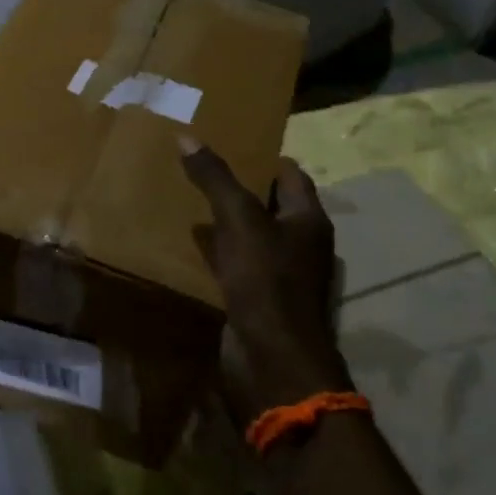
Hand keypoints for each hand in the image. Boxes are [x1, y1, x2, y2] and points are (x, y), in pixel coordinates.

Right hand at [180, 136, 350, 411]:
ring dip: (226, 221)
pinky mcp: (258, 297)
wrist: (272, 358)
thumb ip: (215, 179)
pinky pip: (237, 264)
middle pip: (270, 205)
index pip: (290, 175)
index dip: (262, 157)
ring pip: (251, 235)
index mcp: (308, 220)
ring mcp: (280, 273)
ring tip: (188, 200)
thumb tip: (187, 137)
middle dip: (239, 187)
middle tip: (199, 168)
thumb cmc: (266, 281)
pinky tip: (190, 245)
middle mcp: (300, 243)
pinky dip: (217, 252)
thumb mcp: (239, 220)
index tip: (227, 143)